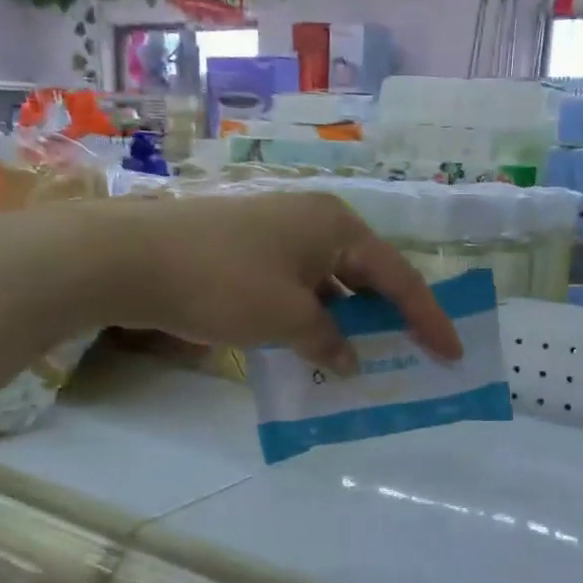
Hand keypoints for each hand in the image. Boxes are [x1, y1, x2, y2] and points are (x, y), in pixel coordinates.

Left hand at [86, 191, 462, 372]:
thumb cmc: (222, 282)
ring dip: (351, 322)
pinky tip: (317, 349)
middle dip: (393, 318)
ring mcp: (281, 234)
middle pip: (370, 276)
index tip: (453, 352)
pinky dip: (316, 319)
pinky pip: (303, 288)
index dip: (429, 319)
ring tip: (371, 360)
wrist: (129, 258)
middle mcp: (315, 221)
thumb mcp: (287, 319)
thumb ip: (329, 341)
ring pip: (334, 284)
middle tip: (418, 354)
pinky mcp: (253, 251)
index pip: (399, 278)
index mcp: (337, 226)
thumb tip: (349, 360)